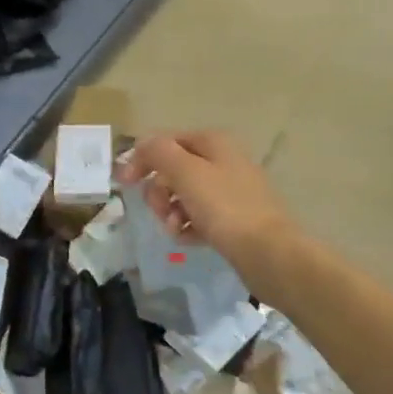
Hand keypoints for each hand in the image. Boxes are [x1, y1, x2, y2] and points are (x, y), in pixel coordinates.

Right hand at [116, 130, 294, 270]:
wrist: (268, 252)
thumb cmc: (224, 207)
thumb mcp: (186, 172)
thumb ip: (159, 152)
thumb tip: (143, 143)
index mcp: (213, 143)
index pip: (167, 141)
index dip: (142, 159)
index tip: (124, 183)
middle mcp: (223, 161)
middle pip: (174, 169)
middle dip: (159, 190)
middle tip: (159, 208)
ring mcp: (230, 191)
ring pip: (184, 195)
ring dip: (170, 211)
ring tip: (174, 228)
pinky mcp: (233, 219)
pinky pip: (199, 217)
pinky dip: (187, 226)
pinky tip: (187, 239)